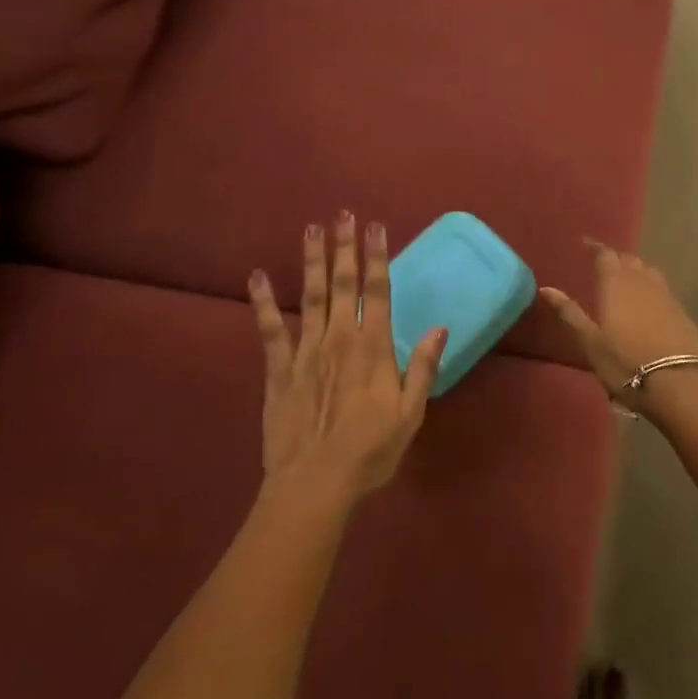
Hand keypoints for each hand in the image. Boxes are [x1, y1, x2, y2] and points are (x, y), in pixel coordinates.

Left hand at [249, 213, 447, 502]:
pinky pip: (271, 329)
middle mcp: (340, 338)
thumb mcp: (410, 414)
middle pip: (342, 283)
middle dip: (345, 247)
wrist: (315, 483)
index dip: (377, 257)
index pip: (378, 291)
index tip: (376, 226)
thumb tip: (440, 328)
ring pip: (310, 296)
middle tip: (343, 214)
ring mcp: (306, 351)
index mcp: (374, 348)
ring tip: (312, 230)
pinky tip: (257, 276)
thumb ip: (424, 368)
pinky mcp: (279, 369)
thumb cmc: (370, 451)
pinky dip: (264, 302)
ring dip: (312, 261)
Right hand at [540, 243, 697, 409]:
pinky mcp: (681, 311)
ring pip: (649, 271)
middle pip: (629, 260)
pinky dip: (652, 287)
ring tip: (626, 279)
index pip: (605, 255)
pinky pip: (663, 289)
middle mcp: (642, 281)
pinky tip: (648, 302)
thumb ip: (569, 313)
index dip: (595, 247)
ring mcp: (666, 295)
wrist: (677, 383)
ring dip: (636, 270)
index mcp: (616, 283)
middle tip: (603, 264)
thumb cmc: (625, 362)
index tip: (585, 244)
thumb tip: (546, 288)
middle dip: (616, 258)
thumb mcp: (590, 342)